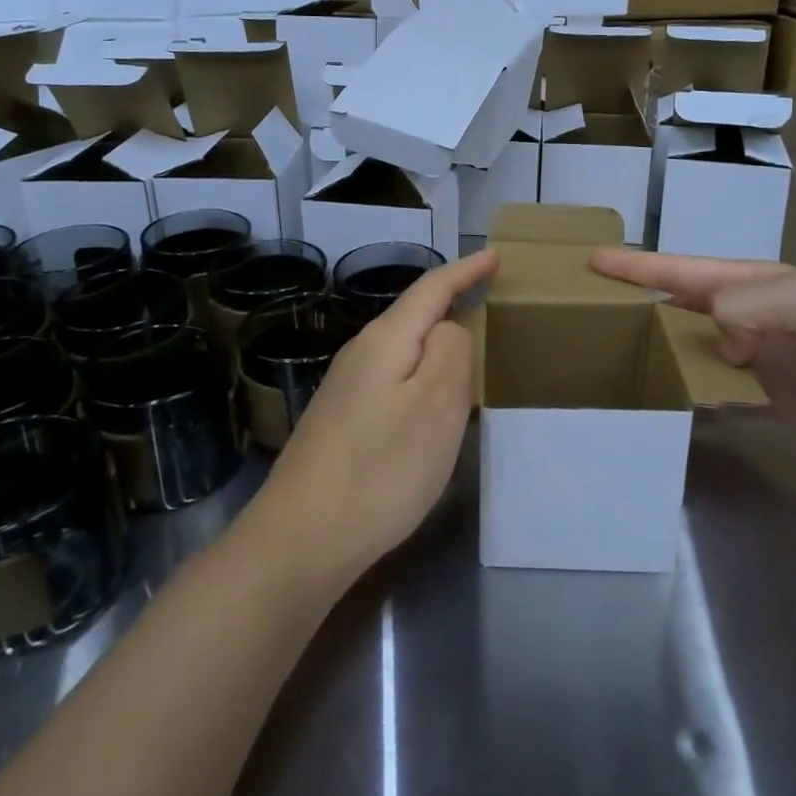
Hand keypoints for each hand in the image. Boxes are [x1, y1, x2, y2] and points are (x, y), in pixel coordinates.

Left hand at [254, 250, 496, 581]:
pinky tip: (429, 401)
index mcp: (386, 341)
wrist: (300, 539)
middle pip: (413, 315)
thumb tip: (449, 330)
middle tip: (489, 300)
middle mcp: (361, 354)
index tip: (495, 255)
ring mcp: (345, 389)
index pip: (431, 289)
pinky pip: (392, 380)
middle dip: (451, 303)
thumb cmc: (380, 469)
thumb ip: (451, 353)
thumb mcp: (436, 405)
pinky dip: (420, 377)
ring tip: (469, 351)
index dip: (465, 270)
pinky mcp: (341, 421)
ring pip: (402, 350)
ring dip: (436, 344)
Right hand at [591, 249, 795, 451]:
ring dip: (664, 357)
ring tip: (617, 365)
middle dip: (641, 309)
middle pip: (683, 311)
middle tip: (592, 319)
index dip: (639, 266)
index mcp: (755, 284)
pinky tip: (669, 408)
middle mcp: (751, 317)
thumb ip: (751, 305)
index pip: (684, 271)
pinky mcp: (775, 401)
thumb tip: (713, 337)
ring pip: (697, 355)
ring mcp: (761, 361)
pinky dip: (696, 400)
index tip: (592, 262)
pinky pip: (722, 397)